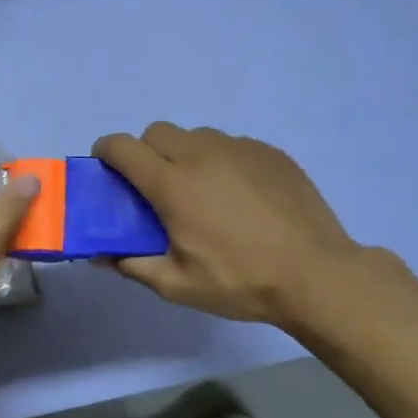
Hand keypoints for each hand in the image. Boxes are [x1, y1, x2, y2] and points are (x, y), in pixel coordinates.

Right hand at [92, 123, 367, 332]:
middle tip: (155, 187)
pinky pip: (231, 144)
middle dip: (145, 151)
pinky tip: (237, 195)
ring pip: (196, 135)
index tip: (106, 169)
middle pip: (157, 132)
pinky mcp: (270, 153)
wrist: (316, 275)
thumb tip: (100, 256)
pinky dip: (220, 160)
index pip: (123, 147)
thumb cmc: (240, 281)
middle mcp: (202, 155)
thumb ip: (132, 265)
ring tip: (200, 191)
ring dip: (184, 154)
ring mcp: (240, 149)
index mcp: (173, 184)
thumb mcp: (176, 285)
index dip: (106, 152)